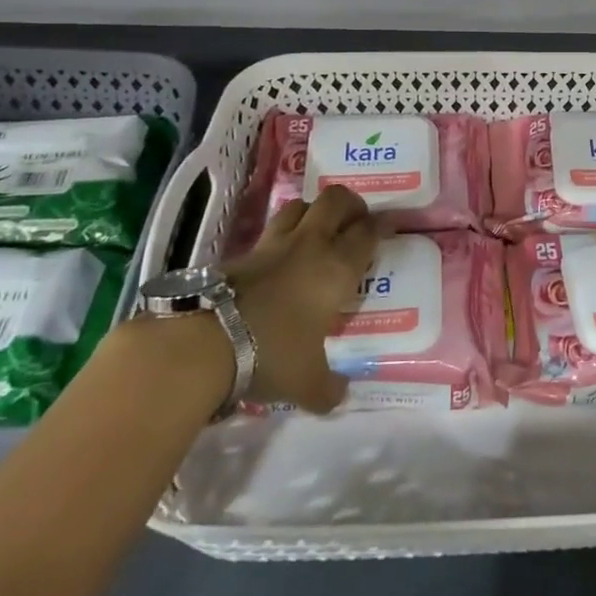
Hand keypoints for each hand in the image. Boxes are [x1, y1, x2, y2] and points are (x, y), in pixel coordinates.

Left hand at [223, 186, 379, 413]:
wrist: (207, 342)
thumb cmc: (273, 354)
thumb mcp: (308, 383)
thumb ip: (329, 388)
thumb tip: (339, 395)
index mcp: (337, 268)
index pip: (367, 232)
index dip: (381, 226)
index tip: (388, 227)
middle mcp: (310, 245)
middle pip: (335, 200)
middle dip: (350, 205)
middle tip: (354, 223)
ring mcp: (274, 244)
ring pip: (301, 205)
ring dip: (313, 211)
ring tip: (318, 231)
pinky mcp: (243, 252)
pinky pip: (271, 231)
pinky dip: (282, 236)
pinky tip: (281, 258)